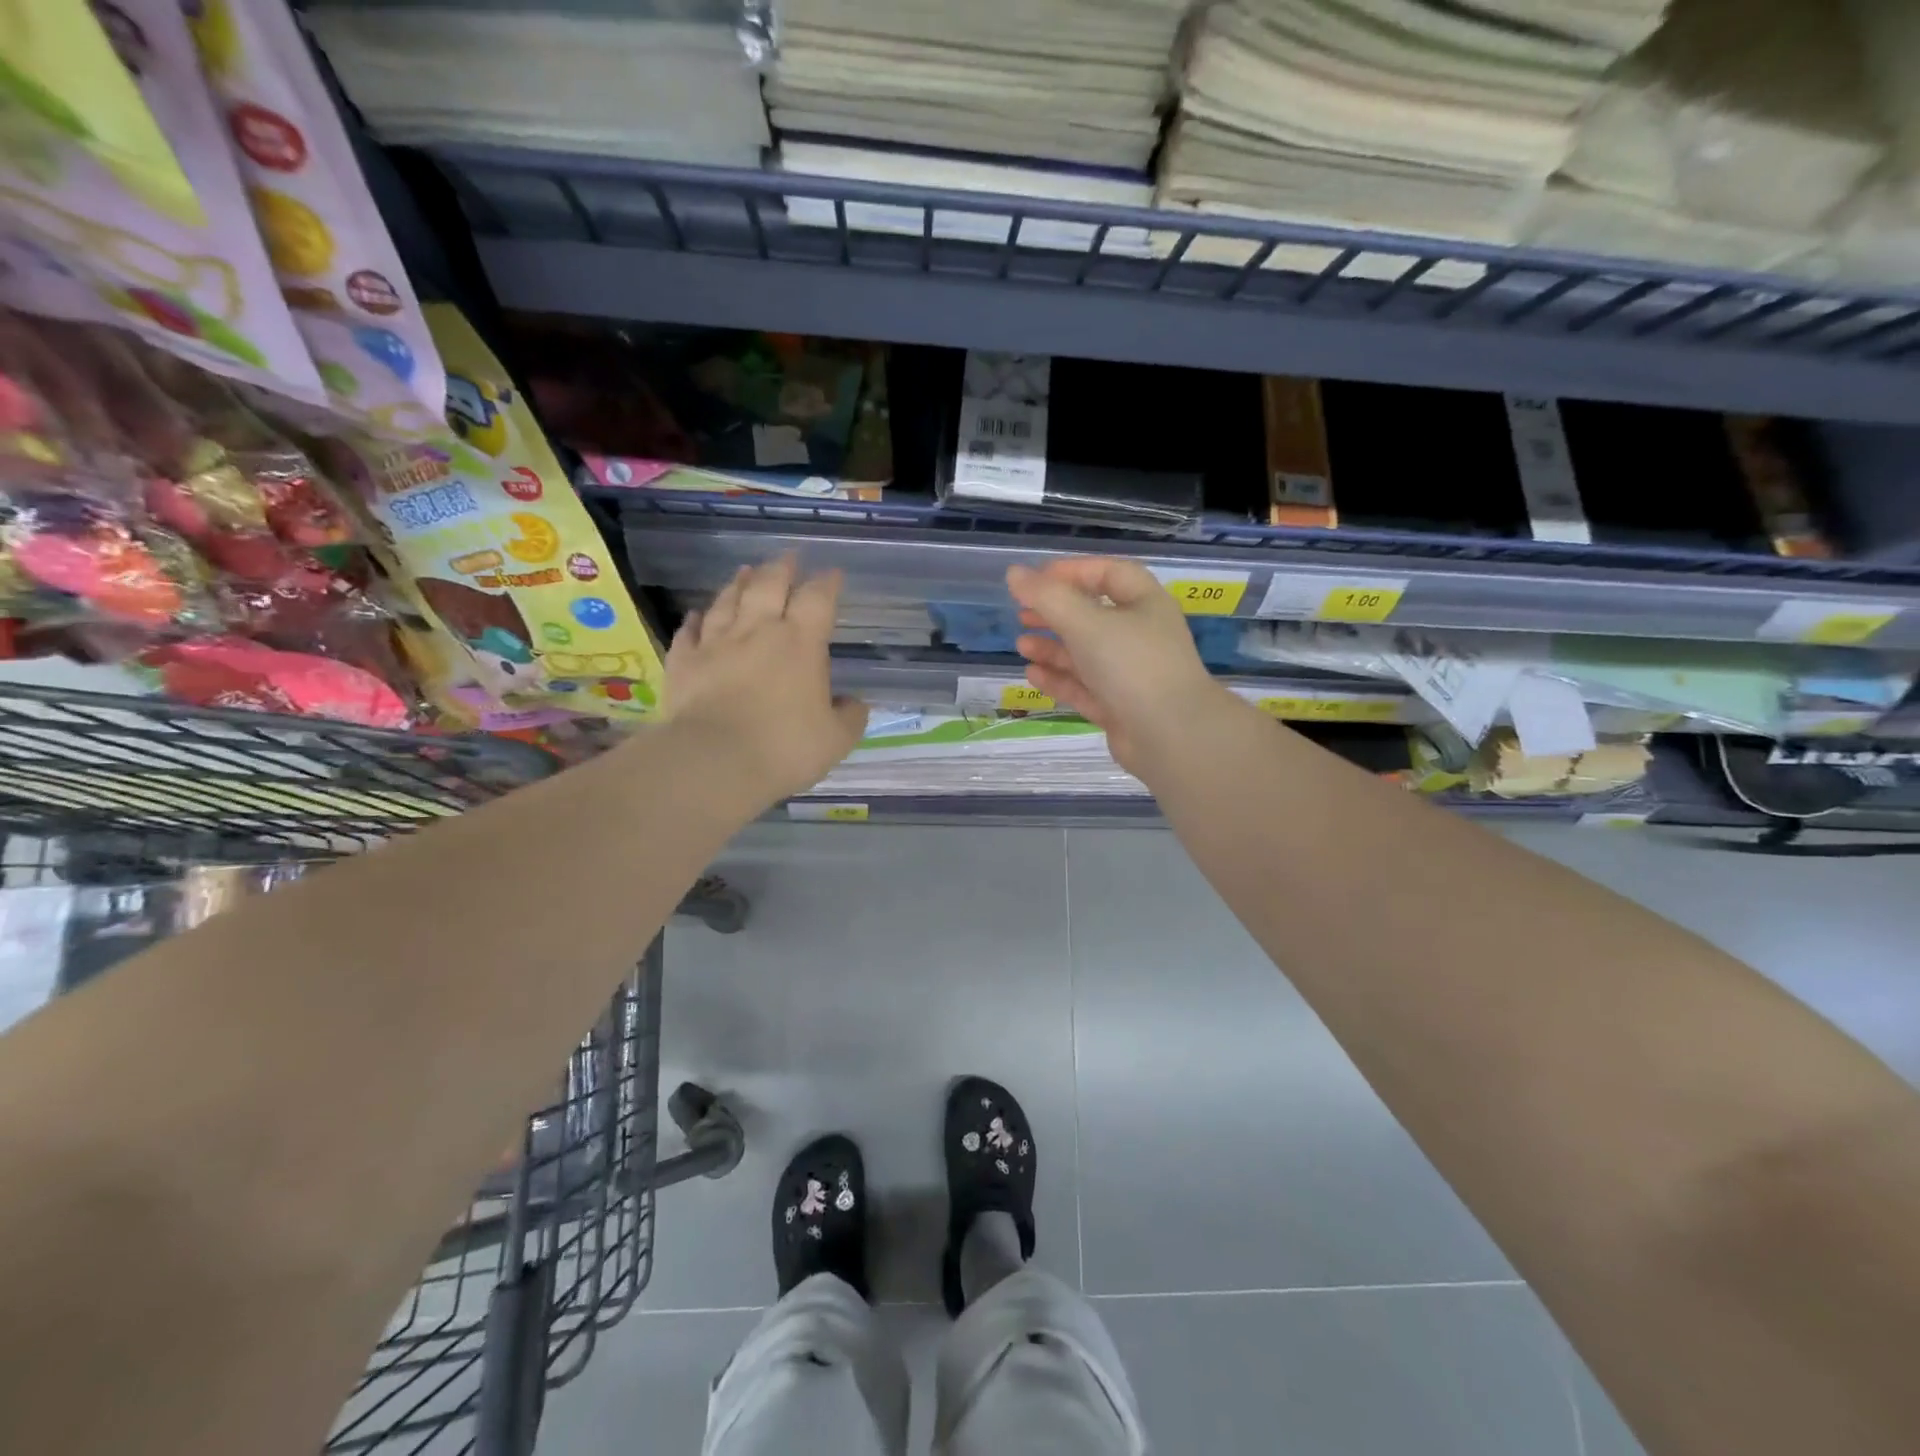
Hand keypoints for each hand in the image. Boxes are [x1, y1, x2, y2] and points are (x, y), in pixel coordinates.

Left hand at [661, 556, 868, 807]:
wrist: (715, 761)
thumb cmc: (785, 747)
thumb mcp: (836, 739)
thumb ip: (850, 717)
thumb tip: (854, 703)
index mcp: (801, 643)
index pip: (818, 599)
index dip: (827, 583)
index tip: (833, 574)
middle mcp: (758, 631)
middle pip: (769, 585)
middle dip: (782, 568)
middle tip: (789, 557)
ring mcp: (716, 643)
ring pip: (728, 601)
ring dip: (739, 583)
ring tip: (746, 570)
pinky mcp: (684, 662)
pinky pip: (689, 632)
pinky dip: (695, 620)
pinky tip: (696, 614)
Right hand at [1007, 558, 1241, 777]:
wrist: (1170, 735)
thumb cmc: (1132, 665)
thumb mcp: (1086, 623)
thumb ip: (1047, 597)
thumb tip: (1014, 573)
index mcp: (1145, 604)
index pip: (1109, 574)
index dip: (1073, 571)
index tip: (1036, 579)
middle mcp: (1141, 635)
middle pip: (1093, 615)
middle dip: (1056, 613)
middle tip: (1022, 614)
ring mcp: (1131, 674)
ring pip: (1086, 654)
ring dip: (1053, 648)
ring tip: (1021, 645)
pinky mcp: (1119, 707)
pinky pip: (1085, 687)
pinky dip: (1060, 679)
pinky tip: (1033, 675)